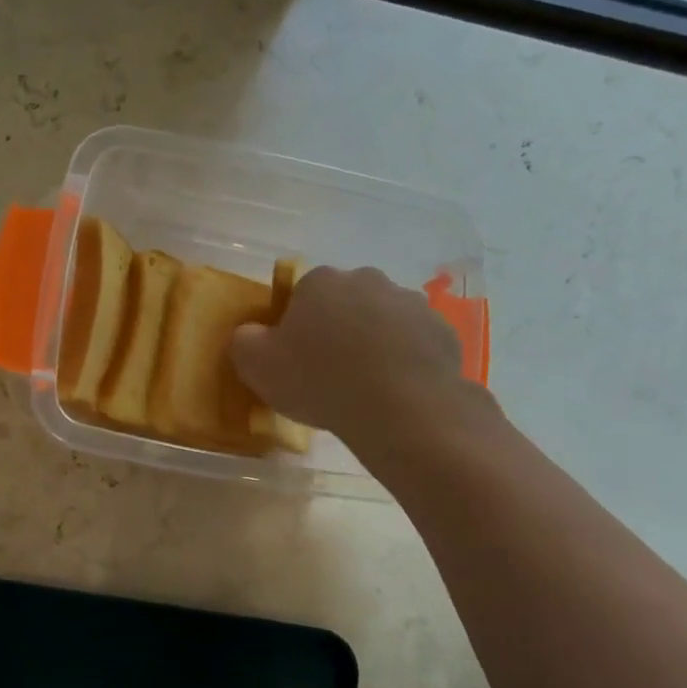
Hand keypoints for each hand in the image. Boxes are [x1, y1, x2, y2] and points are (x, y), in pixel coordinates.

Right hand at [229, 266, 489, 454]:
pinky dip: (404, 360)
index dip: (296, 326)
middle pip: (345, 303)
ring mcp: (411, 303)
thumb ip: (244, 340)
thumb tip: (250, 333)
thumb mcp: (255, 365)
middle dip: (337, 328)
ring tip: (365, 385)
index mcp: (321, 281)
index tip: (295, 358)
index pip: (301, 294)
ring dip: (373, 342)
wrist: (400, 407)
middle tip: (329, 371)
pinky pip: (414, 343)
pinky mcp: (442, 331)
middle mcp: (368, 280)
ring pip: (382, 320)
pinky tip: (395, 391)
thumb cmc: (319, 380)